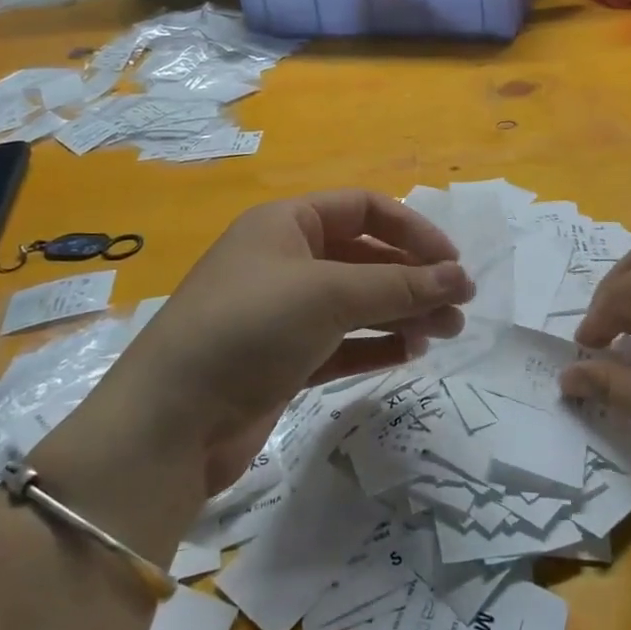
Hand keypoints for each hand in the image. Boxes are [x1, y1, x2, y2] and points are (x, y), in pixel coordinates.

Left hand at [101, 190, 472, 496]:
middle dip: (413, 279)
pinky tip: (409, 354)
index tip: (451, 263)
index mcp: (287, 223)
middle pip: (365, 257)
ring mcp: (283, 312)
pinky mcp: (283, 358)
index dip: (412, 230)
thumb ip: (399, 285)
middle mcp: (285, 259)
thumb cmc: (250, 327)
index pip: (364, 208)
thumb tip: (460, 277)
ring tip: (445, 335)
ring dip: (401, 313)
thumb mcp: (329, 294)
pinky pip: (341, 341)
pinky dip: (374, 344)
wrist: (170, 421)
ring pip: (356, 302)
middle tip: (459, 309)